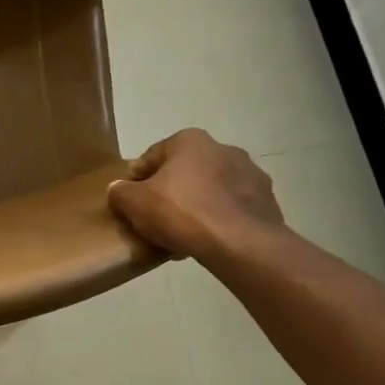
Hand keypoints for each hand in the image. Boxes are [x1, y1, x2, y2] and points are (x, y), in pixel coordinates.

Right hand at [107, 129, 285, 260]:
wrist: (239, 243)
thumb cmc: (181, 212)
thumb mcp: (134, 203)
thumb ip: (120, 192)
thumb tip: (118, 189)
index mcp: (190, 140)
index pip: (153, 156)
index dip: (137, 179)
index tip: (130, 201)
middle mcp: (223, 148)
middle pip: (185, 172)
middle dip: (171, 192)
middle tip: (156, 218)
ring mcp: (250, 174)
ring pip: (211, 190)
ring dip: (197, 206)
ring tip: (182, 234)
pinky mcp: (267, 201)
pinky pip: (232, 209)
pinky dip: (219, 220)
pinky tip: (207, 240)